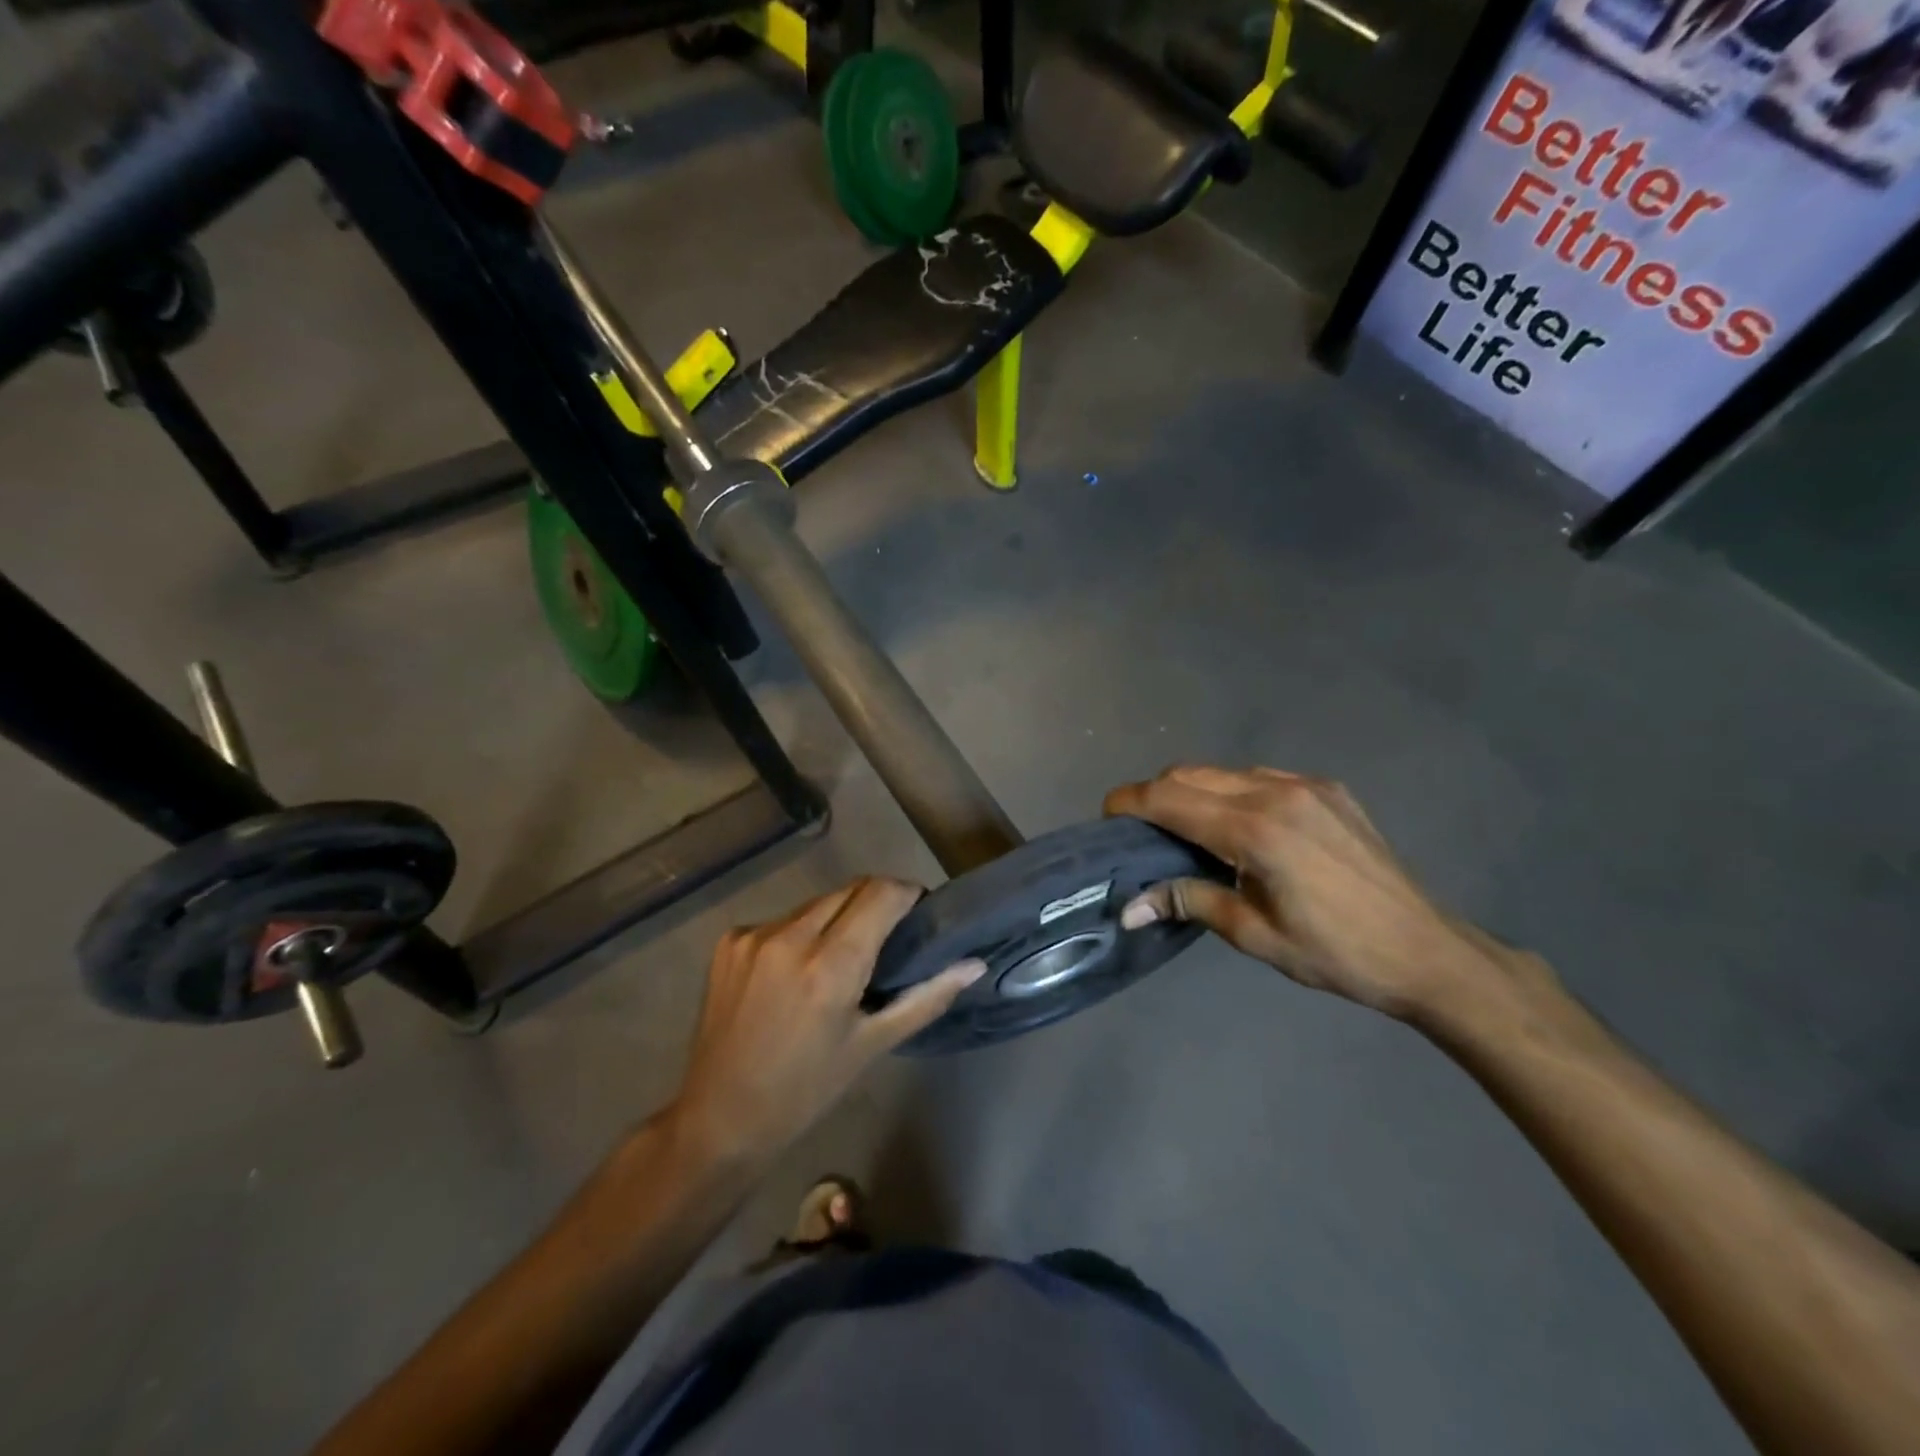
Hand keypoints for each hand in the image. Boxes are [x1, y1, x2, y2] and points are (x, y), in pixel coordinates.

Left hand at [671, 878, 983, 1164]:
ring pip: (816, 903)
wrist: (720, 1116)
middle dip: (875, 903)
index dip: (907, 894)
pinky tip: (796, 971)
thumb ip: (926, 997)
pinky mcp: (730, 940)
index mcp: (830, 965)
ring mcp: (754, 934)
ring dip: (838, 917)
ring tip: (840, 958)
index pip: (881, 893)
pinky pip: (782, 920)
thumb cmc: (807, 1090)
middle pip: (851, 890)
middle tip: (887, 938)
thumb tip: (974, 965)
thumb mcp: (872, 1045)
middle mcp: (790, 936)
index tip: (919, 912)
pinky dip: (800, 933)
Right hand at [1105, 767, 1541, 1022]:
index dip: (1129, 802)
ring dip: (1193, 792)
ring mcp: (1306, 785)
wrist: (1426, 950)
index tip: (1106, 817)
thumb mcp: (1254, 934)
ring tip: (1187, 831)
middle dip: (1155, 795)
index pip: (1170, 799)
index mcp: (1255, 830)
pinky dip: (1231, 792)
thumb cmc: (1336, 953)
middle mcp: (1276, 792)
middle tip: (1142, 832)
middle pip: (1190, 774)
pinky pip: (1259, 777)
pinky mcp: (1327, 789)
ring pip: (1223, 772)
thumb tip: (1130, 908)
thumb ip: (1189, 902)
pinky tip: (1238, 827)